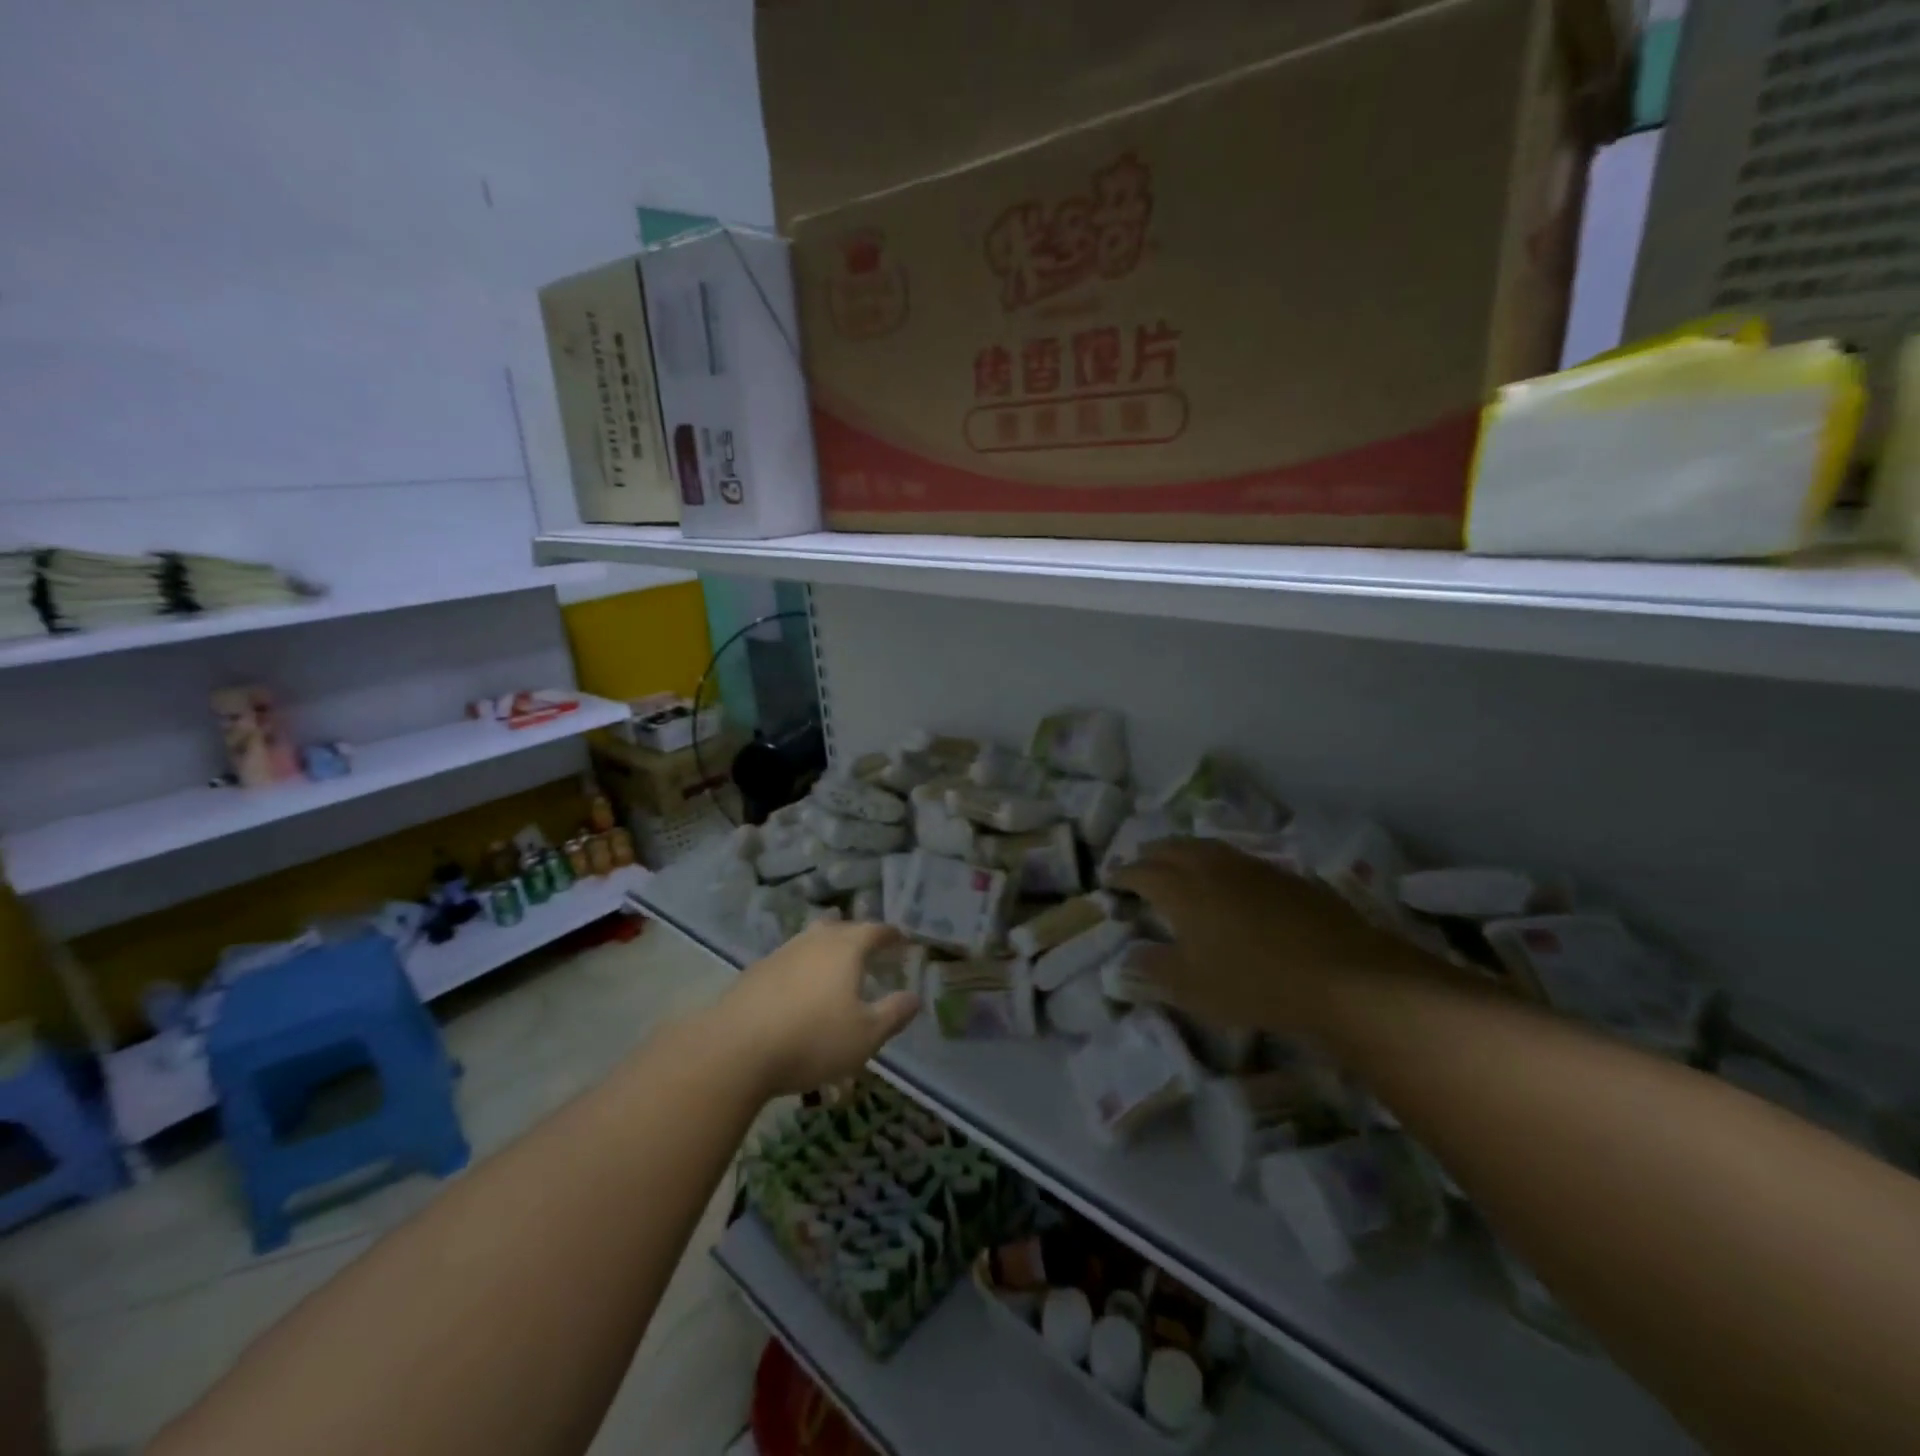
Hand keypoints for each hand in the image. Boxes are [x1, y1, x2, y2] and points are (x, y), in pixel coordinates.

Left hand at [716, 921, 919, 1097]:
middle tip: (868, 947)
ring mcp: (780, 954)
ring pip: (809, 941)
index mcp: (845, 949)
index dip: (890, 934)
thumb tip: (914, 997)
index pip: (874, 931)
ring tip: (833, 964)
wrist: (734, 1049)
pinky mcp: (754, 973)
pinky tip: (798, 989)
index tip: (902, 939)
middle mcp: (813, 941)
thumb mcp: (865, 1036)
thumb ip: (893, 1014)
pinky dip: (801, 968)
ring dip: (825, 948)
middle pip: (838, 927)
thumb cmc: (811, 1039)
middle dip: (856, 934)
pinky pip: (788, 961)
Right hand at [1111, 838, 1422, 1032]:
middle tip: (1138, 864)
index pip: (1140, 872)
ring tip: (1177, 862)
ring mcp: (1249, 866)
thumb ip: (1154, 967)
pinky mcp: (1282, 875)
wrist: (1341, 975)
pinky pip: (1235, 857)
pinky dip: (1216, 861)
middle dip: (1149, 854)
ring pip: (1205, 845)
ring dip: (1182, 850)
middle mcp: (1210, 866)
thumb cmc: (1253, 983)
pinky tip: (1226, 879)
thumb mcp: (1192, 988)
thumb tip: (1130, 954)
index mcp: (1180, 889)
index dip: (1122, 875)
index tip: (1110, 882)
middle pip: (1170, 848)